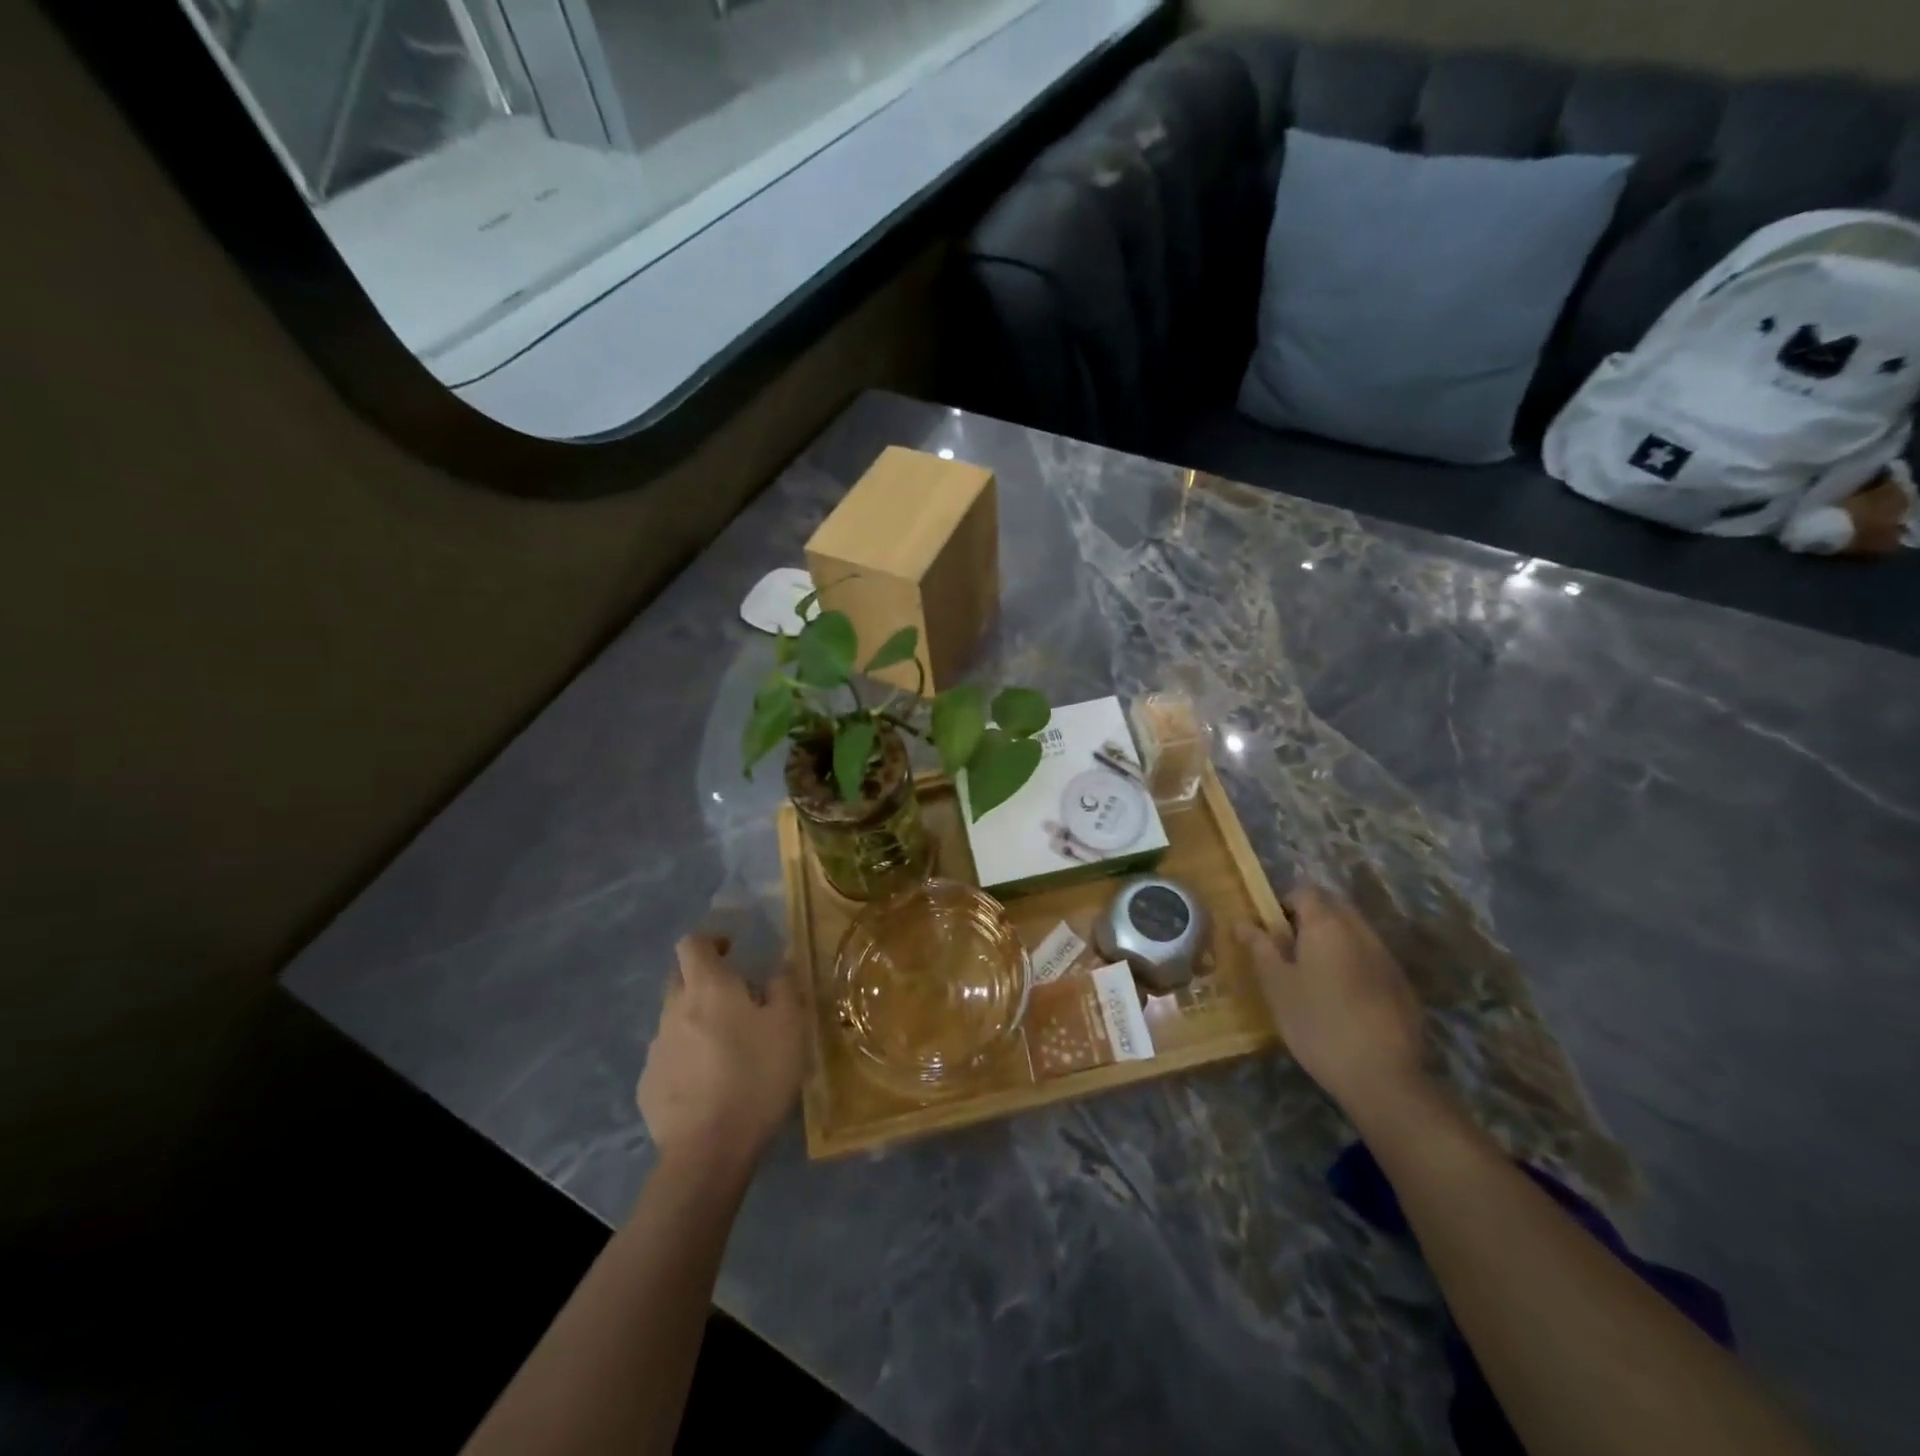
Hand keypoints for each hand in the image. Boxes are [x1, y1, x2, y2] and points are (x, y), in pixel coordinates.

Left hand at [637, 936, 806, 1183]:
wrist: (708, 1152)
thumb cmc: (756, 1077)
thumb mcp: (790, 1026)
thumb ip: (785, 987)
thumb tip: (778, 966)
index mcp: (707, 988)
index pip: (692, 943)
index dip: (711, 939)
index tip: (732, 949)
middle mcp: (674, 1010)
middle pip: (680, 979)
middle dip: (704, 981)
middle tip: (737, 999)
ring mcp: (657, 1049)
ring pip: (675, 1020)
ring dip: (697, 1021)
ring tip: (728, 1048)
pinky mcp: (648, 1086)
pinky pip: (670, 1057)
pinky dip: (688, 1058)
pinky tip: (709, 1083)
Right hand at [1239, 884, 1426, 1117]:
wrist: (1382, 1077)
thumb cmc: (1316, 1023)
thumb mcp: (1277, 985)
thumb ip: (1260, 947)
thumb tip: (1241, 922)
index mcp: (1327, 925)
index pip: (1305, 891)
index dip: (1284, 905)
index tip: (1271, 933)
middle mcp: (1361, 932)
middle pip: (1333, 908)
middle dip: (1310, 920)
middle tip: (1289, 954)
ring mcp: (1386, 958)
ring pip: (1354, 933)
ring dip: (1333, 942)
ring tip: (1315, 979)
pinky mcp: (1402, 985)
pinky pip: (1371, 958)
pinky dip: (1354, 965)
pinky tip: (1344, 1001)